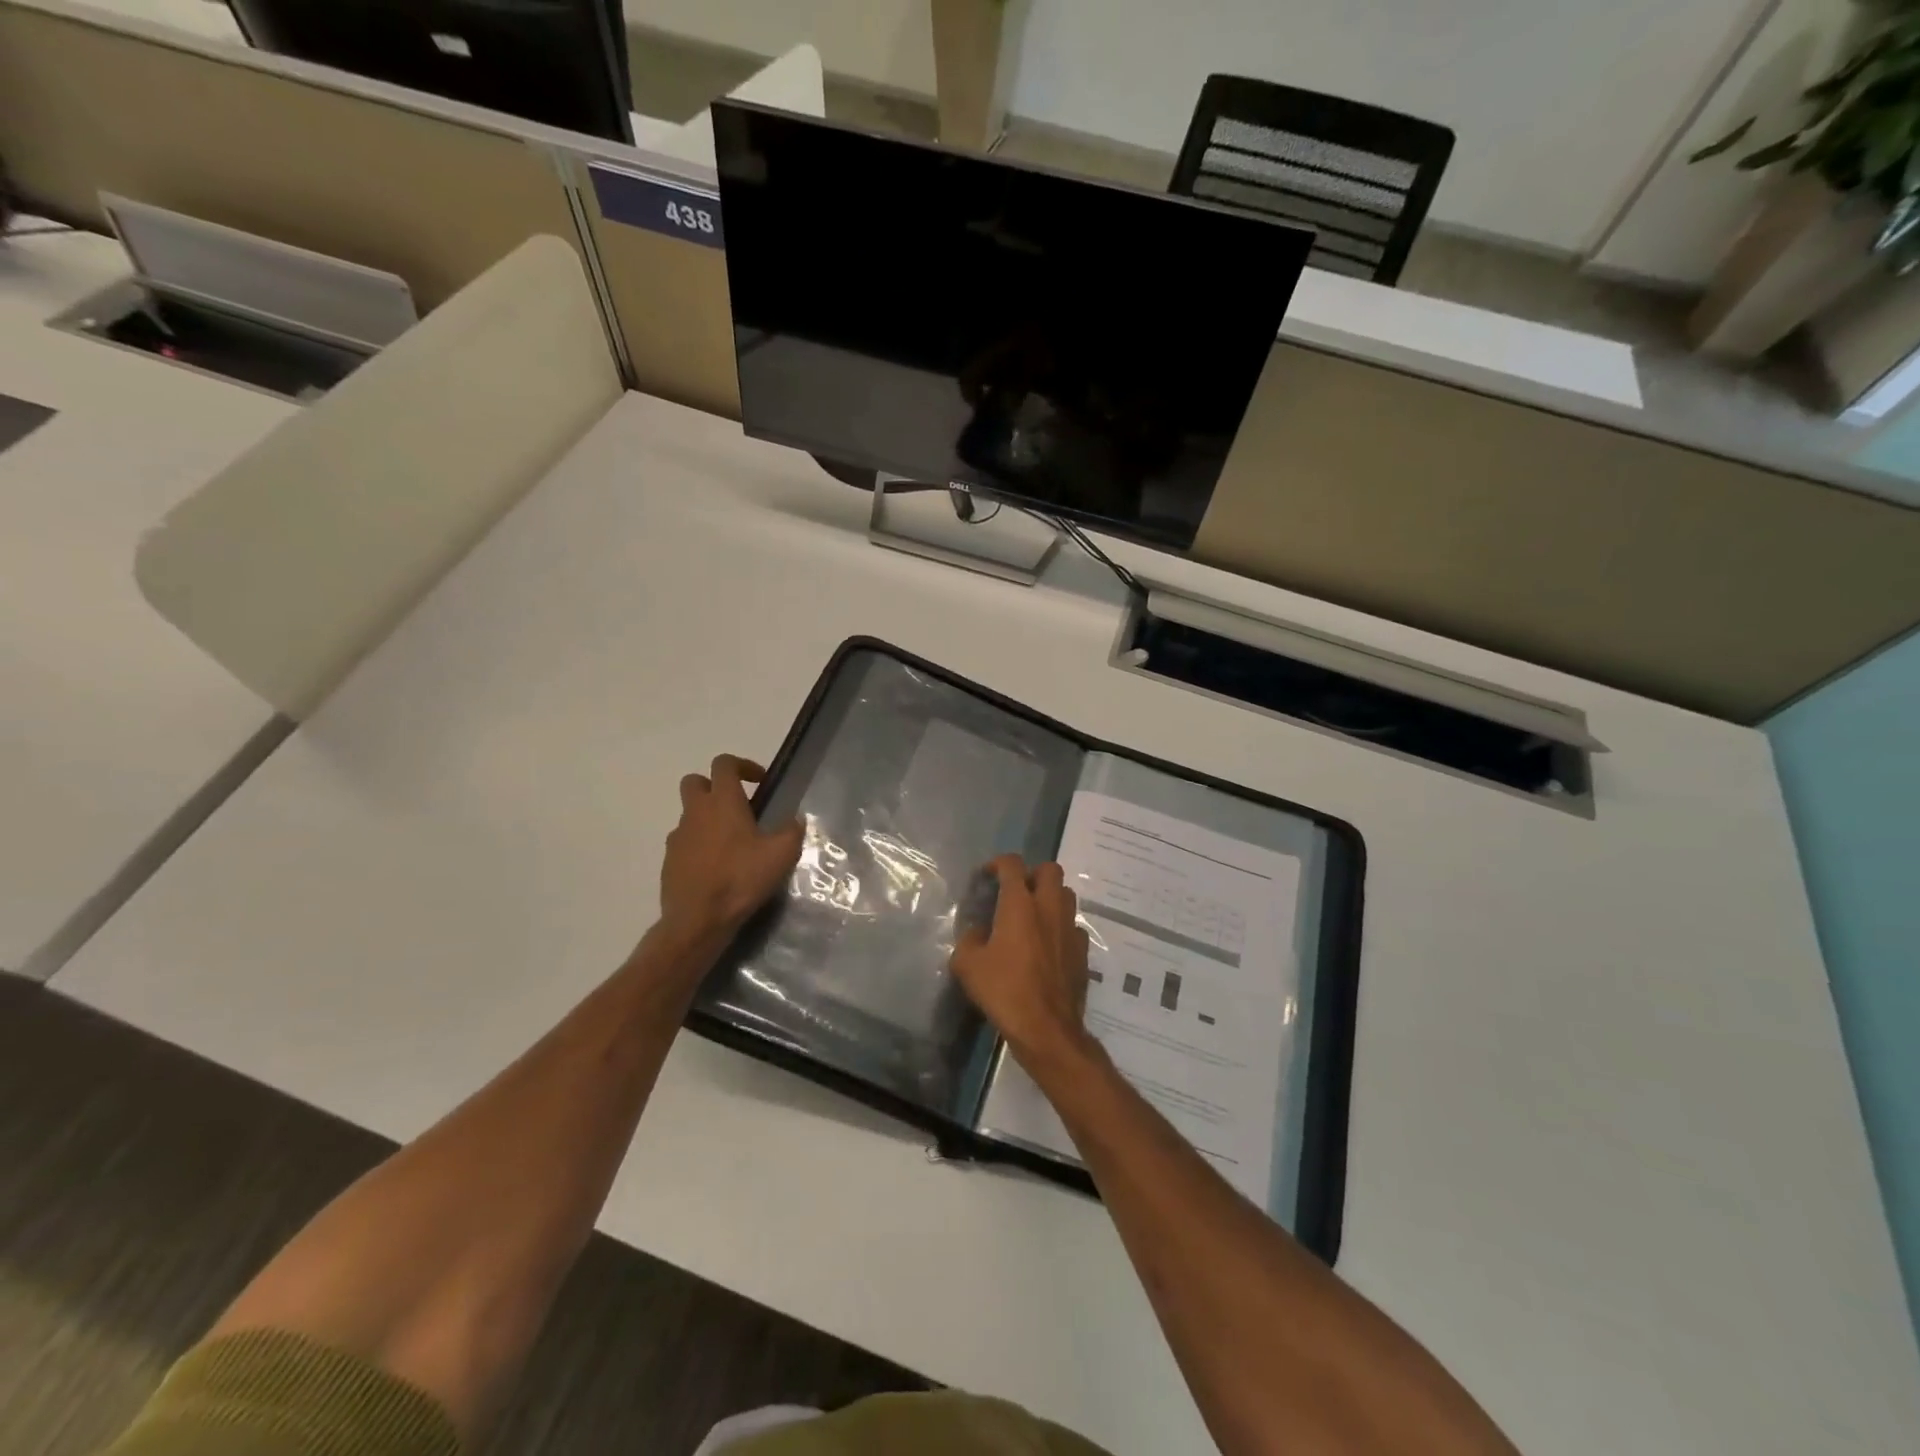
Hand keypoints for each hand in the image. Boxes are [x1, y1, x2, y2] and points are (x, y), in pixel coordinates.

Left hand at [659, 755, 804, 945]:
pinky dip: (698, 844)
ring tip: (731, 843)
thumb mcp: (781, 855)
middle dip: (714, 786)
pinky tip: (716, 866)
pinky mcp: (669, 860)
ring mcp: (678, 836)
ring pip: (689, 813)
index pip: (724, 764)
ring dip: (707, 818)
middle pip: (695, 781)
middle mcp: (696, 812)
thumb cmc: (741, 879)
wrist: (697, 920)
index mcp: (723, 802)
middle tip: (737, 806)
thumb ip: (792, 831)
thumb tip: (796, 819)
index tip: (759, 781)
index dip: (742, 765)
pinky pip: (684, 841)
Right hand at [951, 855, 1092, 1064]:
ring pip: (1066, 894)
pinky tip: (1049, 945)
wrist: (1046, 1027)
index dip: (998, 864)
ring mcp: (1070, 928)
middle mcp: (1049, 907)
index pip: (1012, 864)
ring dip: (1050, 897)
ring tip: (1033, 916)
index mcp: (1019, 904)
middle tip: (1016, 892)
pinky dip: (1061, 927)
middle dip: (1032, 874)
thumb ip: (970, 939)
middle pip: (1050, 869)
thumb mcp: (968, 965)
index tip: (987, 877)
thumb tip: (979, 932)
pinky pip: (1074, 926)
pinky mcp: (1083, 950)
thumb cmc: (1004, 990)